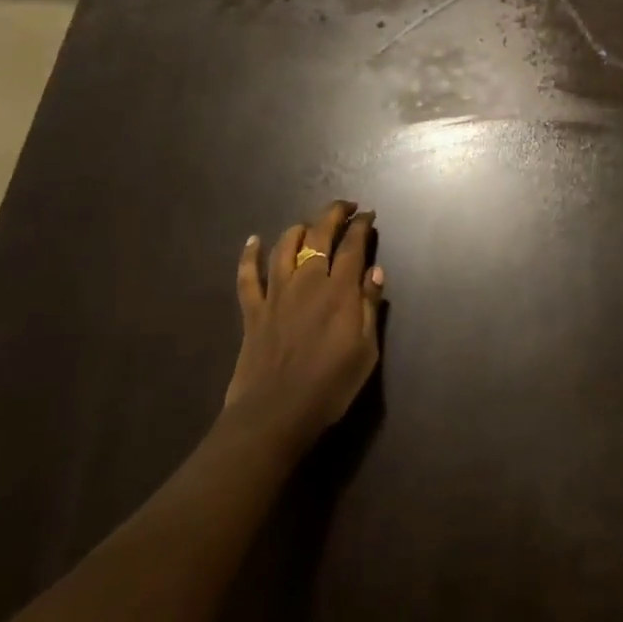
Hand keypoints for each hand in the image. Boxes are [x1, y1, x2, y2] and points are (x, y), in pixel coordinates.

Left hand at [225, 199, 383, 451]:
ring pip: (285, 247)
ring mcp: (276, 293)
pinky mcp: (253, 310)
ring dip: (299, 230)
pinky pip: (248, 276)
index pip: (352, 245)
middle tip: (346, 208)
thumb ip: (369, 306)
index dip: (361, 226)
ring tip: (309, 226)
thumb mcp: (365, 351)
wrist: (276, 414)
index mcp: (338, 290)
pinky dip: (249, 255)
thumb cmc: (330, 386)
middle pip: (319, 235)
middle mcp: (307, 281)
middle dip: (334, 214)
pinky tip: (252, 241)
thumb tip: (375, 270)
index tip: (368, 215)